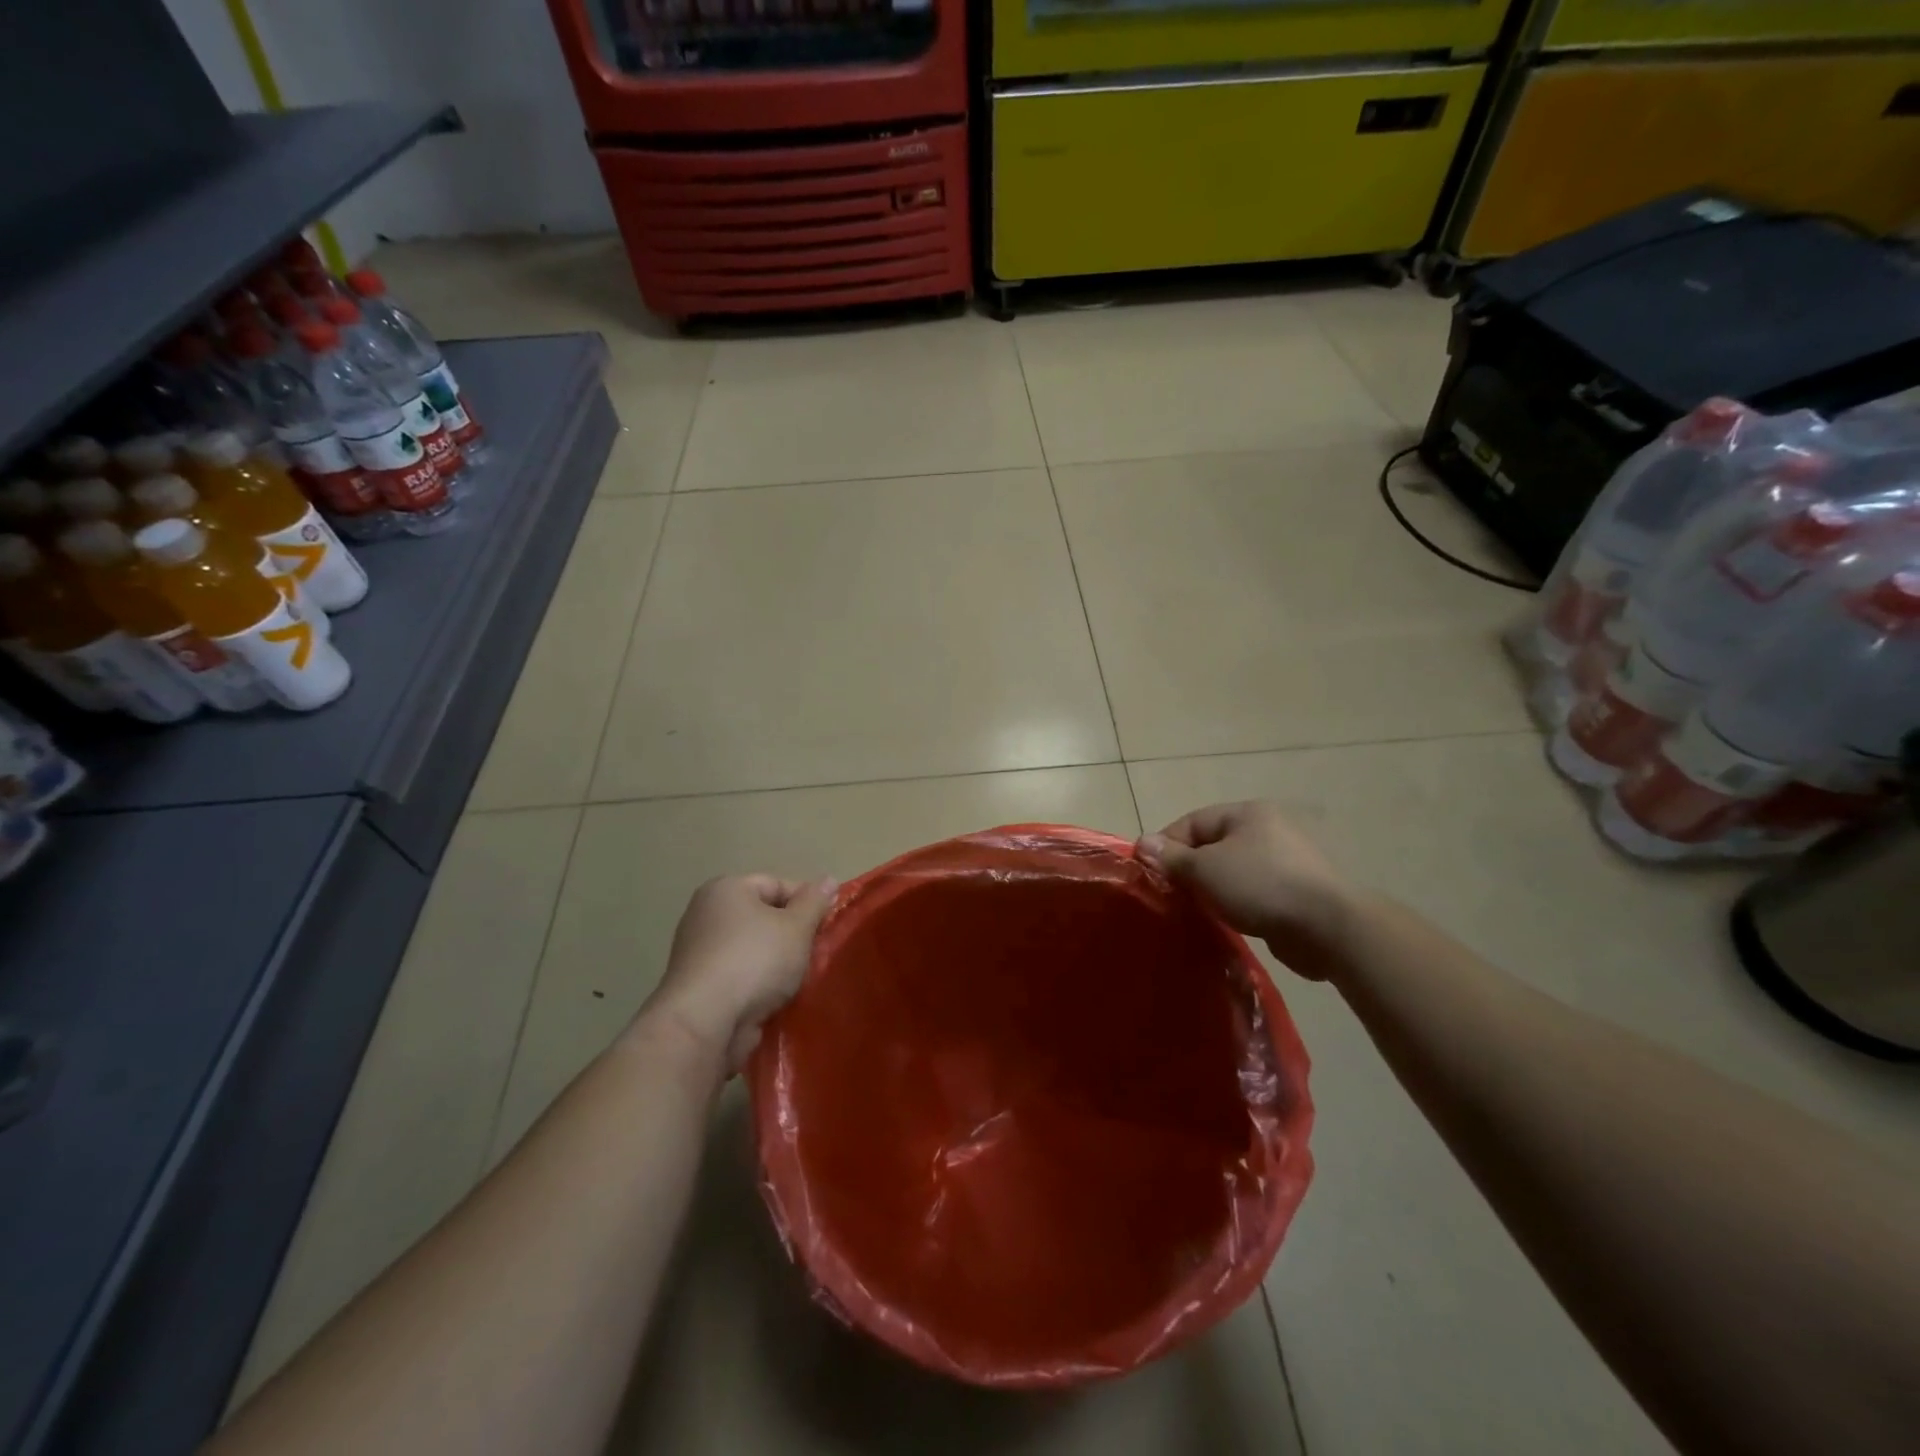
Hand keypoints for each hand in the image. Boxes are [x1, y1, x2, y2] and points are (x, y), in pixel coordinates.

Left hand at [645, 874, 836, 1070]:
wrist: (704, 1023)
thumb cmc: (755, 961)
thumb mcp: (797, 927)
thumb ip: (815, 902)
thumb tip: (828, 879)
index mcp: (726, 889)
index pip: (777, 884)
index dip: (807, 903)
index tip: (825, 926)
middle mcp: (706, 913)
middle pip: (764, 917)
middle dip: (792, 936)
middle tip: (814, 954)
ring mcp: (697, 951)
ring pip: (753, 949)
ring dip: (777, 963)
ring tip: (797, 981)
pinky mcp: (697, 986)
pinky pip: (738, 975)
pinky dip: (757, 984)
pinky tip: (775, 999)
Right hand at [1138, 802, 1354, 981]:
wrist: (1328, 927)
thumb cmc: (1260, 885)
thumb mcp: (1205, 869)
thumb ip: (1172, 857)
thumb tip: (1142, 843)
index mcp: (1247, 813)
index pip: (1193, 822)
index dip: (1167, 845)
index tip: (1150, 873)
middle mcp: (1269, 829)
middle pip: (1214, 845)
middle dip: (1190, 869)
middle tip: (1171, 894)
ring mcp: (1288, 860)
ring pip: (1234, 870)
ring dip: (1214, 888)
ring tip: (1197, 910)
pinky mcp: (1298, 891)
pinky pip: (1255, 890)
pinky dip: (1238, 902)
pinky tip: (1228, 920)